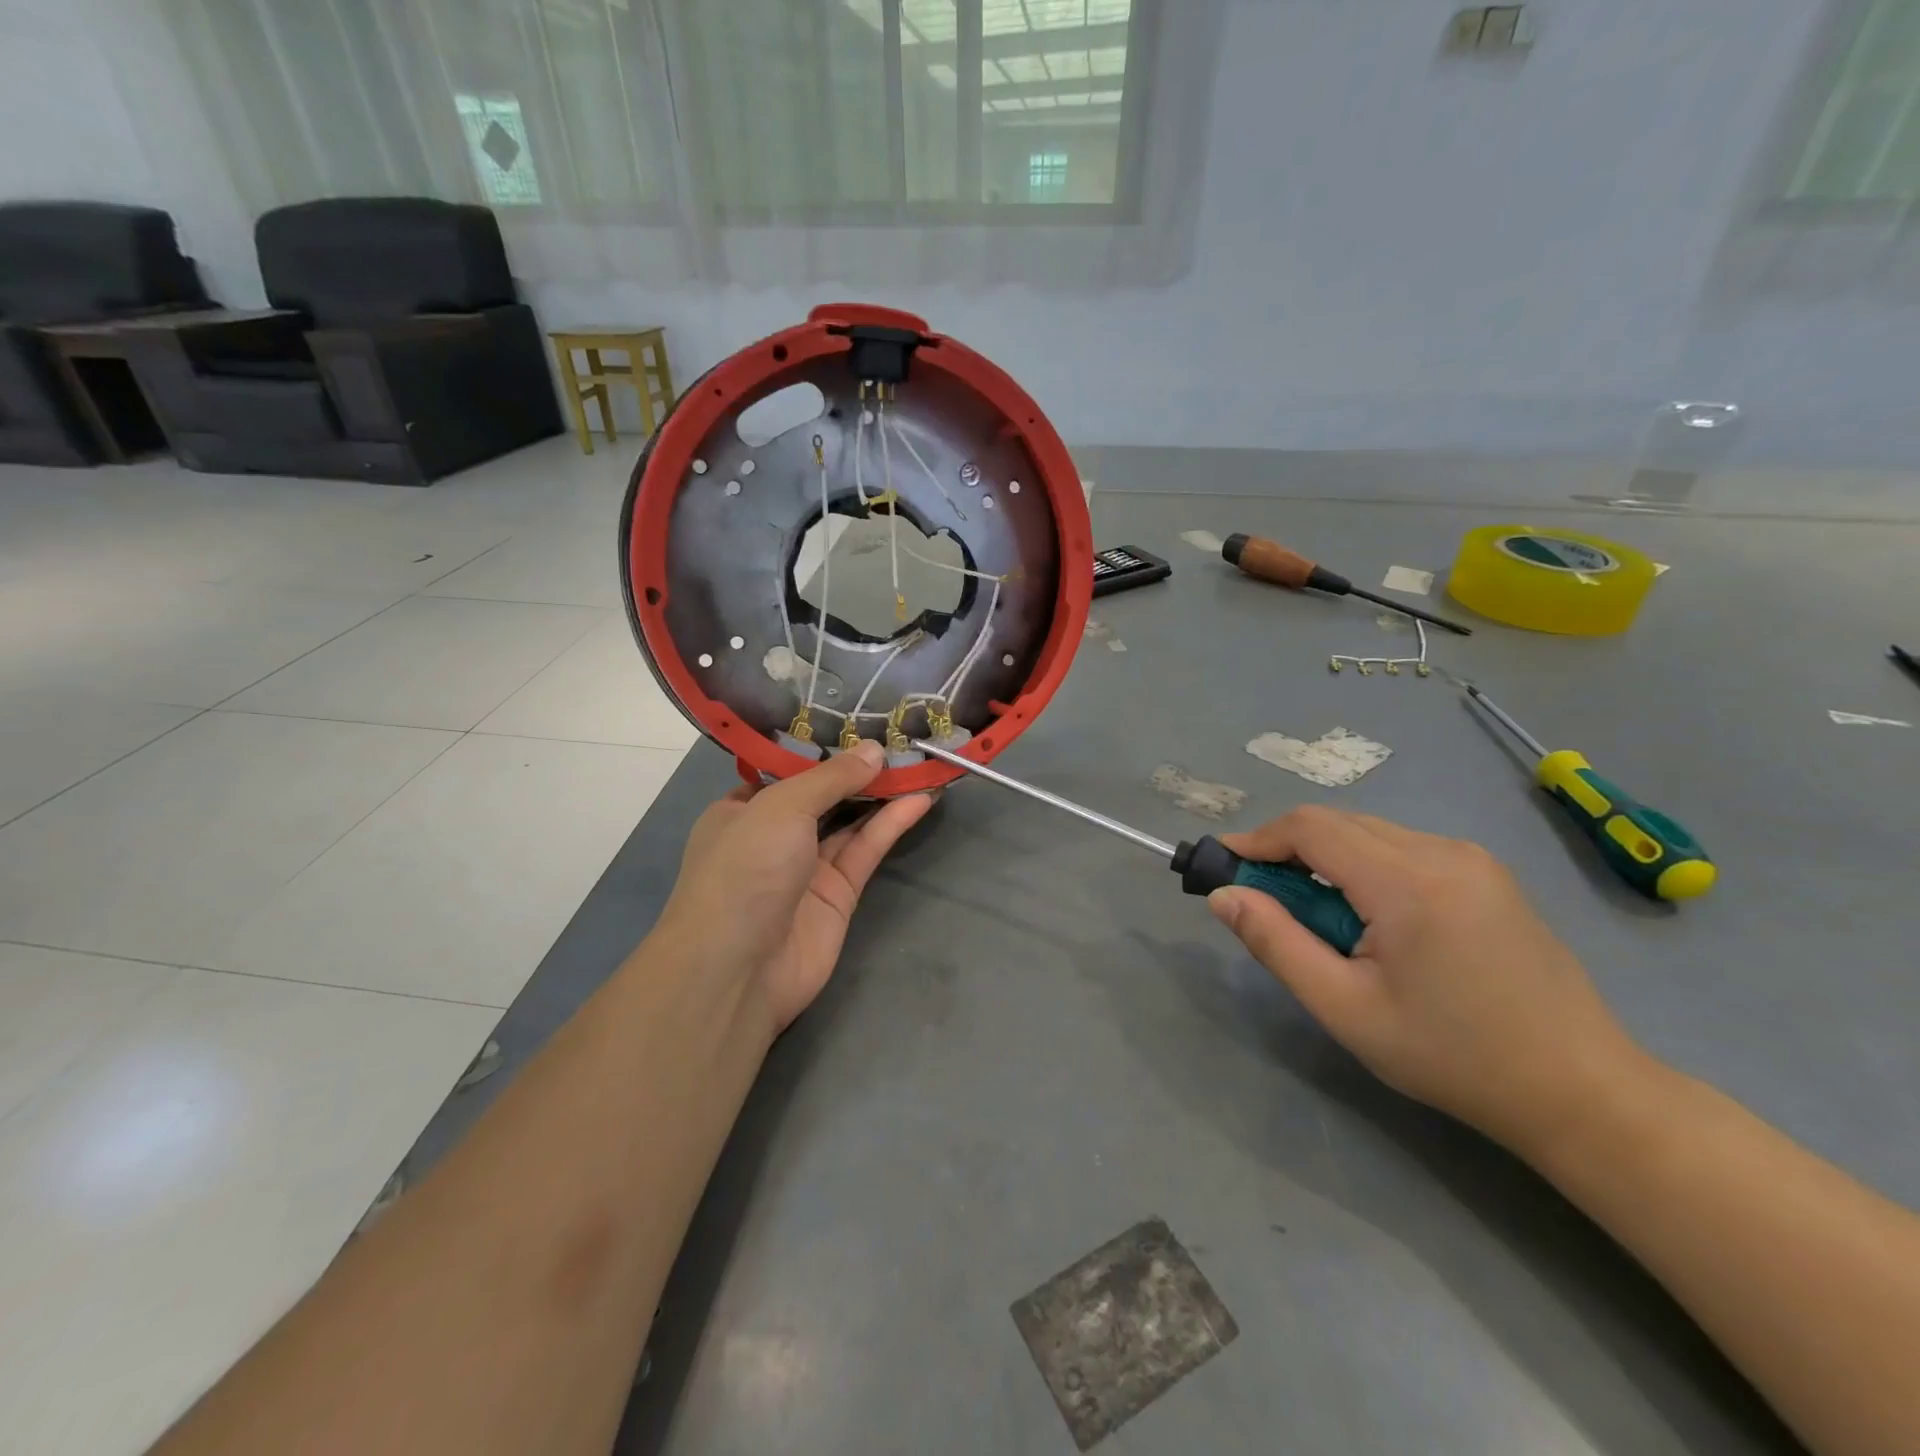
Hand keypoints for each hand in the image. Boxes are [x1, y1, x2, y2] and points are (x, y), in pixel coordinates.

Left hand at [657, 742, 935, 1036]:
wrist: (738, 968)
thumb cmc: (745, 869)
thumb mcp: (782, 806)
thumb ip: (832, 777)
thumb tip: (875, 750)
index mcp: (742, 810)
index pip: (785, 772)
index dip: (823, 749)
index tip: (862, 724)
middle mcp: (773, 836)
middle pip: (823, 795)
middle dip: (859, 770)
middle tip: (901, 740)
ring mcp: (806, 868)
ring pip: (851, 822)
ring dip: (882, 794)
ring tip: (919, 763)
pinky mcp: (838, 895)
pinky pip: (866, 850)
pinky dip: (891, 825)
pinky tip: (920, 799)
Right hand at [1207, 806, 1644, 1152]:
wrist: (1581, 1092)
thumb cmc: (1453, 1057)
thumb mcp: (1345, 1008)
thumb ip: (1276, 943)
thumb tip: (1224, 895)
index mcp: (1408, 882)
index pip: (1311, 827)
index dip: (1258, 839)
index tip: (1225, 868)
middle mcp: (1443, 851)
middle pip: (1338, 823)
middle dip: (1288, 852)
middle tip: (1265, 903)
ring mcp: (1472, 858)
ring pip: (1370, 833)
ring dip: (1327, 861)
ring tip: (1320, 922)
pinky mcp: (1487, 873)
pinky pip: (1402, 849)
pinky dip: (1365, 868)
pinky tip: (1371, 921)